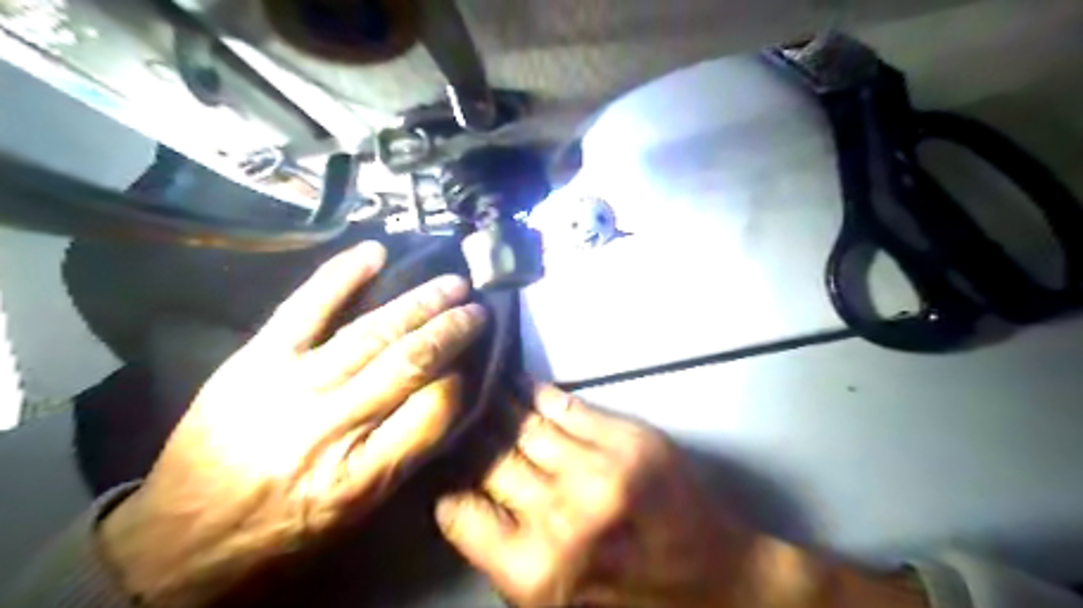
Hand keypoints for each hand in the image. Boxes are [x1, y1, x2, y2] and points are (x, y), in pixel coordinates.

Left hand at [97, 242, 488, 607]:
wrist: (181, 536)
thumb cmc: (282, 528)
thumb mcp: (357, 510)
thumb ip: (405, 452)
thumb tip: (446, 393)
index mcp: (358, 475)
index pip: (432, 413)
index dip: (461, 381)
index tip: (474, 364)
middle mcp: (328, 425)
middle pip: (407, 363)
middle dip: (451, 330)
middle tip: (478, 309)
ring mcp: (288, 385)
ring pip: (370, 332)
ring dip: (419, 303)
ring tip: (452, 284)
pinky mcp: (253, 360)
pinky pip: (304, 308)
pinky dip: (341, 276)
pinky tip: (376, 253)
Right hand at [435, 384, 925, 607]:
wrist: (719, 585)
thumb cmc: (632, 604)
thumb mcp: (554, 605)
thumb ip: (505, 557)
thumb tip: (466, 502)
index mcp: (536, 571)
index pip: (459, 512)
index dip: (448, 490)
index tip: (444, 470)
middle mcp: (561, 514)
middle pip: (492, 459)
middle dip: (468, 438)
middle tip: (452, 415)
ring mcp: (598, 469)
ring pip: (525, 425)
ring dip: (496, 405)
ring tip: (475, 386)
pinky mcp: (629, 439)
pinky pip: (565, 405)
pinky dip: (536, 393)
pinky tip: (517, 383)